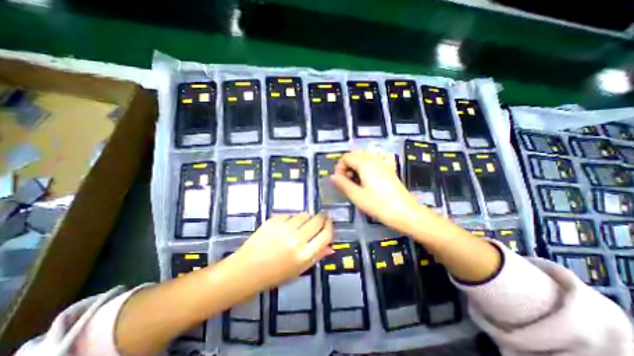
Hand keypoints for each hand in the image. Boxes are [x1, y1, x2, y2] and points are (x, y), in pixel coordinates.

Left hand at [231, 214, 333, 291]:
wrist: (247, 270)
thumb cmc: (275, 274)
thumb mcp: (299, 270)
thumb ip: (316, 256)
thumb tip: (331, 246)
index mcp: (305, 255)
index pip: (326, 234)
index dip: (330, 225)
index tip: (329, 221)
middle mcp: (297, 239)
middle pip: (317, 220)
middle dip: (321, 218)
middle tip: (319, 219)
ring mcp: (284, 228)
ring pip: (304, 214)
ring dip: (306, 218)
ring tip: (300, 224)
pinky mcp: (274, 221)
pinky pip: (290, 214)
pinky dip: (291, 218)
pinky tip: (286, 226)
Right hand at [332, 150, 430, 233]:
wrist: (406, 213)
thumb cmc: (379, 205)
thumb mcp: (357, 196)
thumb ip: (343, 184)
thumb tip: (333, 176)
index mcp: (365, 164)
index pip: (346, 157)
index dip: (339, 167)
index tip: (339, 181)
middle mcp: (374, 159)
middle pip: (355, 155)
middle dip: (347, 166)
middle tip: (346, 181)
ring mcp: (383, 163)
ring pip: (364, 157)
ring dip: (356, 166)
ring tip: (356, 181)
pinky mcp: (389, 169)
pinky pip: (374, 161)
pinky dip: (367, 165)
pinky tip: (368, 176)